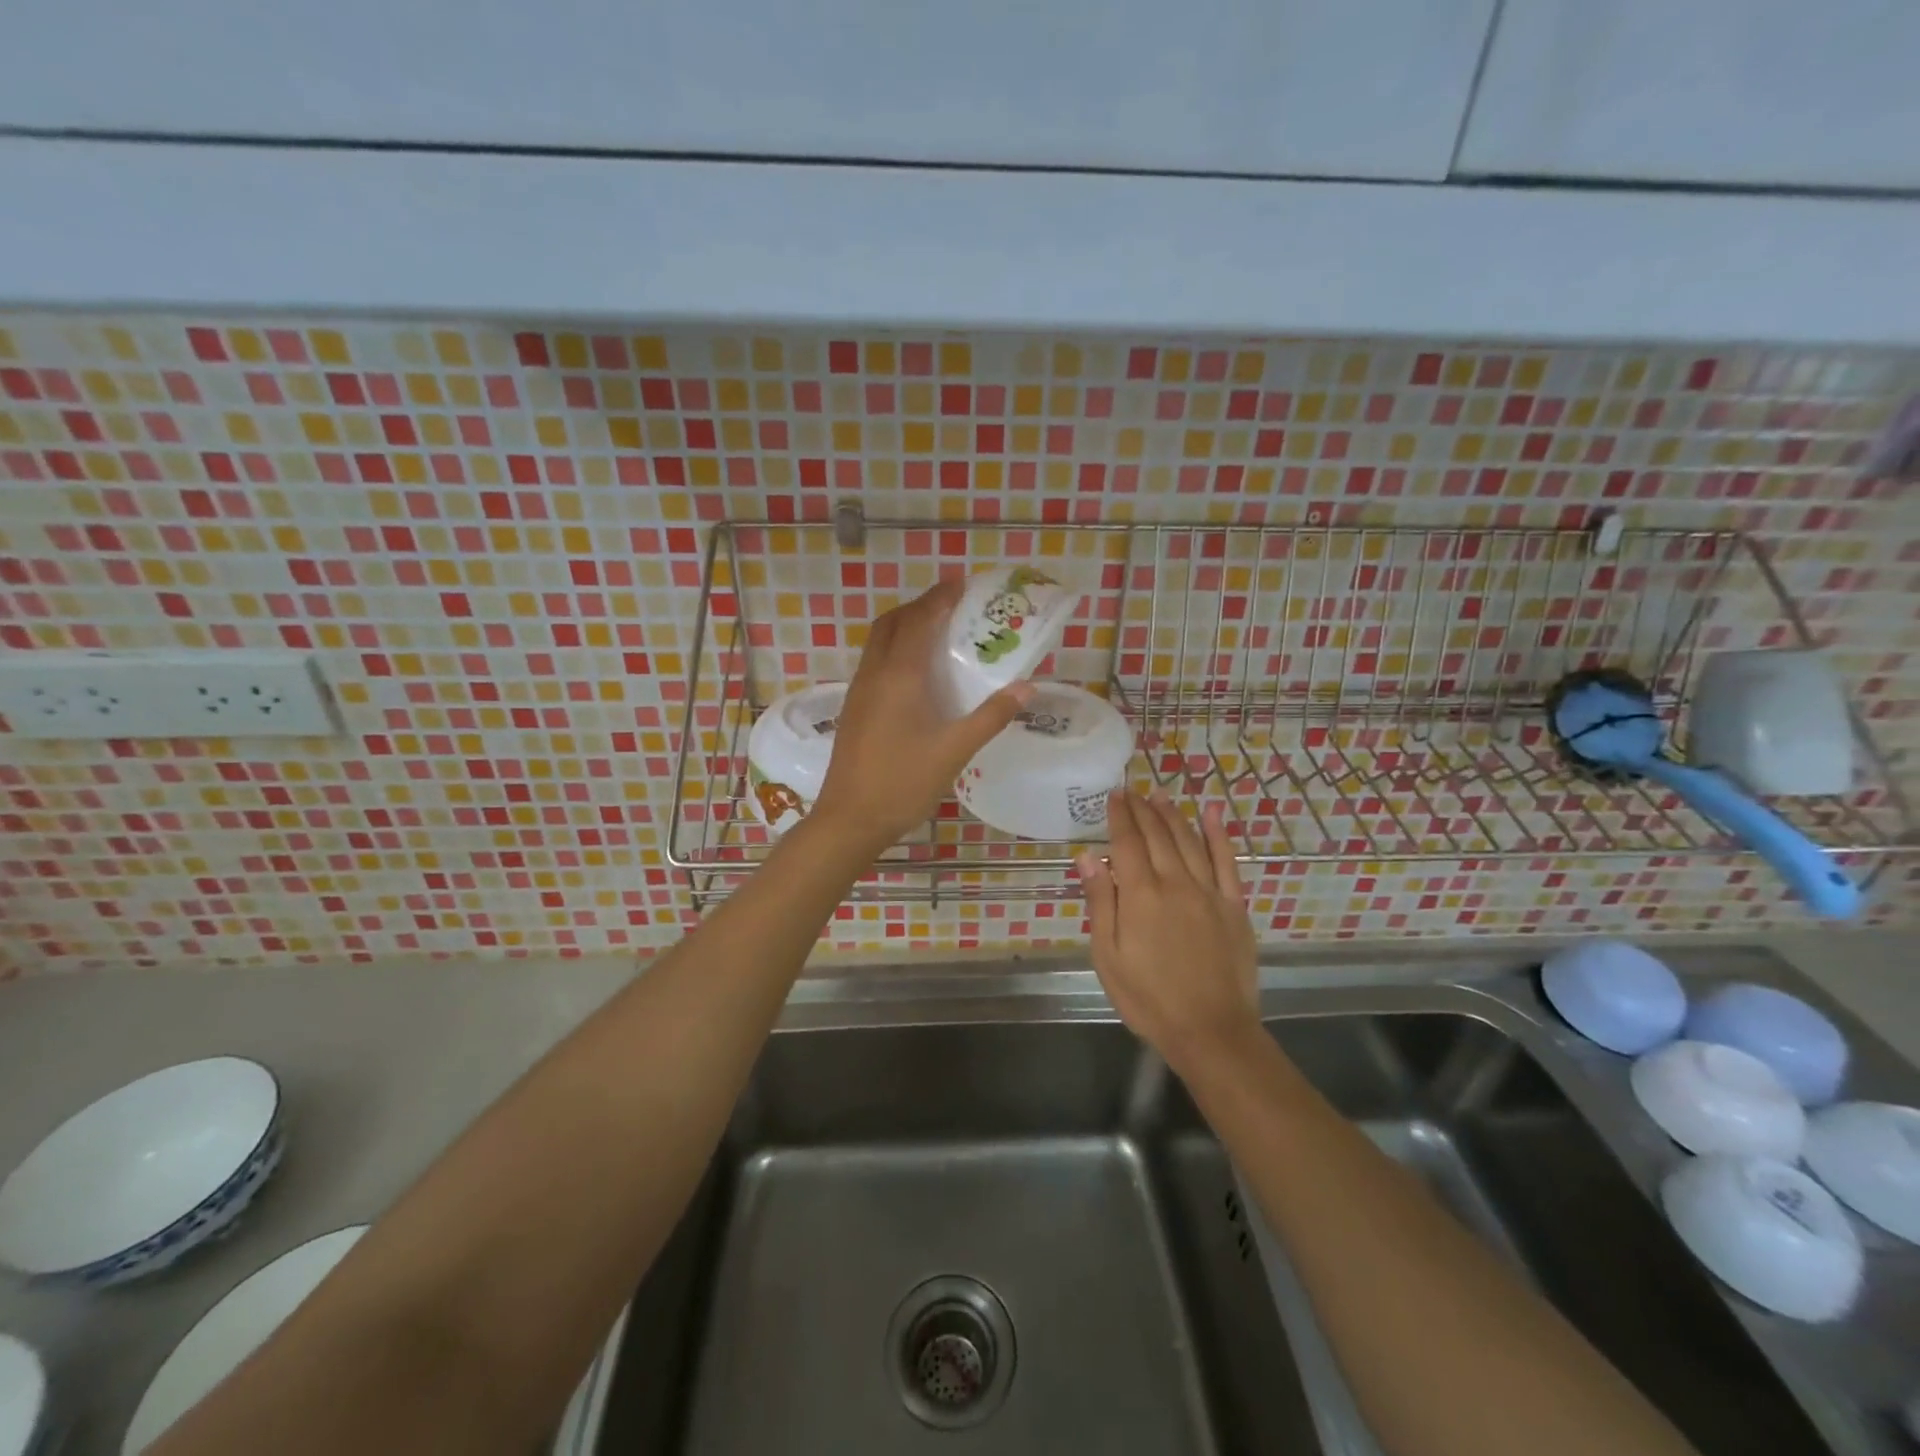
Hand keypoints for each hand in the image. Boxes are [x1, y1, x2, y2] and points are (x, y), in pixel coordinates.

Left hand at [811, 577, 1029, 854]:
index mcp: (900, 675)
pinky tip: (915, 674)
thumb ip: (991, 716)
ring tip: (936, 632)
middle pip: (893, 622)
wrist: (850, 818)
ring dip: (905, 626)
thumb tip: (1027, 687)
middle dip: (920, 606)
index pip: (920, 620)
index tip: (961, 584)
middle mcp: (875, 673)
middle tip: (950, 606)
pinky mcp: (854, 709)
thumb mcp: (955, 750)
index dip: (940, 598)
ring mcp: (860, 691)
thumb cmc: (904, 782)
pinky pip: (875, 662)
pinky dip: (895, 650)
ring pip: (879, 642)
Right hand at [1078, 791, 1259, 1073]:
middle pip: (1157, 836)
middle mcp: (1175, 883)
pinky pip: (1227, 861)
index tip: (1113, 795)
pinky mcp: (1234, 905)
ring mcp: (1209, 892)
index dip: (1119, 816)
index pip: (1126, 843)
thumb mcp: (1108, 956)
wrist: (1211, 1030)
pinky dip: (1218, 834)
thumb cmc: (1149, 998)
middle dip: (1142, 809)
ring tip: (1160, 796)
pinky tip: (1211, 814)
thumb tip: (1088, 857)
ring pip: (1189, 841)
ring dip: (1173, 815)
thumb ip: (1100, 902)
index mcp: (1141, 895)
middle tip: (1132, 790)